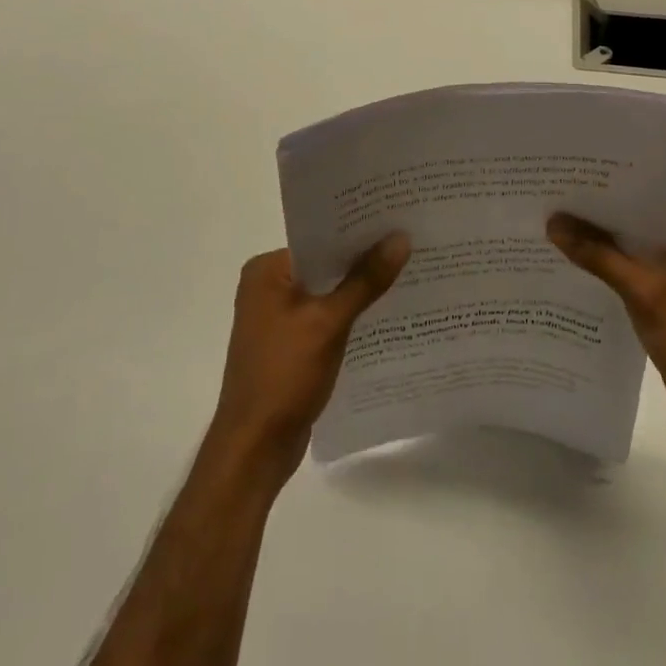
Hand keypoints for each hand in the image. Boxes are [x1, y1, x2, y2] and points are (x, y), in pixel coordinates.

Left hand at [210, 234, 411, 478]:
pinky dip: (350, 313)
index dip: (356, 229)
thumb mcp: (328, 323)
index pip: (318, 236)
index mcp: (266, 270)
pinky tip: (385, 310)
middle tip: (410, 239)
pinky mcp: (290, 343)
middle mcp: (267, 286)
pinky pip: (326, 315)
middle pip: (324, 263)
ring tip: (407, 269)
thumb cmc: (283, 375)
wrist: (255, 448)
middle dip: (362, 257)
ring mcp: (277, 317)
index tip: (396, 217)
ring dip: (359, 286)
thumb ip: (365, 280)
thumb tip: (400, 238)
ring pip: (327, 290)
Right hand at [548, 212, 665, 455]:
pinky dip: (608, 277)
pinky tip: (573, 273)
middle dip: (596, 225)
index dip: (604, 197)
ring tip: (552, 236)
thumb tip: (552, 222)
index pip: (642, 204)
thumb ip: (597, 254)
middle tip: (550, 209)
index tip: (564, 186)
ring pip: (631, 256)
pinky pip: (632, 280)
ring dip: (600, 252)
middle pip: (635, 229)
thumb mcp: (641, 289)